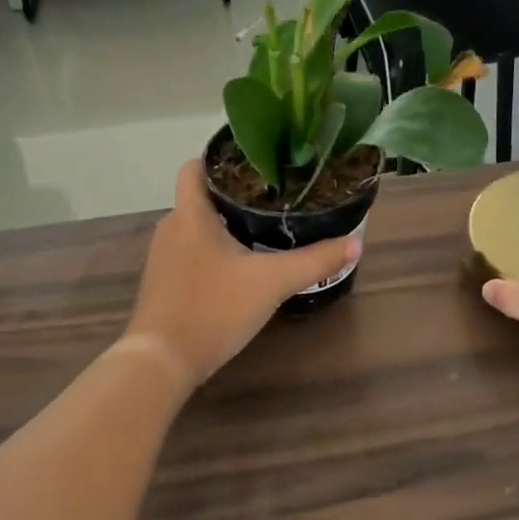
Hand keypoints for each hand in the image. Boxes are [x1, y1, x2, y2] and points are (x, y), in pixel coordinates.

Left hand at [123, 161, 362, 390]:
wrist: (163, 360)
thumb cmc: (214, 308)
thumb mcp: (272, 282)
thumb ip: (314, 261)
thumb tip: (355, 243)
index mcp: (191, 215)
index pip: (195, 167)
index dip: (221, 159)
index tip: (258, 165)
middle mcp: (171, 228)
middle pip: (201, 198)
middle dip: (235, 196)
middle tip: (275, 199)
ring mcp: (163, 258)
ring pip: (197, 229)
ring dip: (225, 227)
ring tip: (264, 230)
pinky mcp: (164, 285)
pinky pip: (190, 255)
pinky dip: (213, 254)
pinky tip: (240, 269)